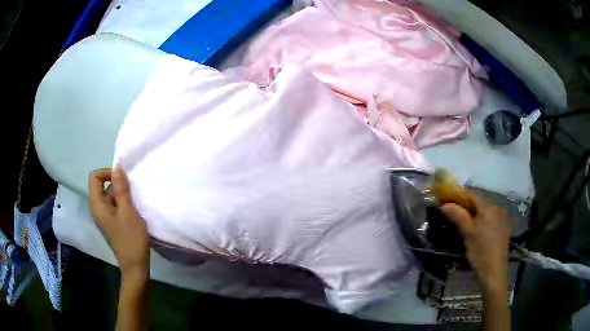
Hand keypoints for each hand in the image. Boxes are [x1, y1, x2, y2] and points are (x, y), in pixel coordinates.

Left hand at [89, 168, 149, 278]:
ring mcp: (105, 217)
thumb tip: (117, 168)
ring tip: (136, 204)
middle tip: (133, 193)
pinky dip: (124, 204)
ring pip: (111, 196)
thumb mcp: (128, 212)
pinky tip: (135, 212)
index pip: (95, 177)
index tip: (122, 179)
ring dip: (123, 195)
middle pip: (103, 186)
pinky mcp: (112, 223)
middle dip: (118, 185)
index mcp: (97, 205)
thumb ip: (121, 189)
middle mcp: (98, 208)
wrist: (135, 267)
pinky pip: (115, 206)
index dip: (107, 172)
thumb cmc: (131, 239)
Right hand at [440, 193, 510, 293]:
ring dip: (475, 212)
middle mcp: (497, 206)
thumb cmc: (480, 250)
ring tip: (465, 222)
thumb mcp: (467, 233)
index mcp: (488, 206)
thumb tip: (444, 204)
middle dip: (467, 204)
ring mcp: (502, 216)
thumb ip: (457, 216)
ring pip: (485, 209)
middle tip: (455, 212)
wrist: (494, 270)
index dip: (459, 195)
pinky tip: (478, 228)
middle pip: (479, 201)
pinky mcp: (504, 226)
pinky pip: (491, 216)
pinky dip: (482, 218)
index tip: (448, 200)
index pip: (472, 194)